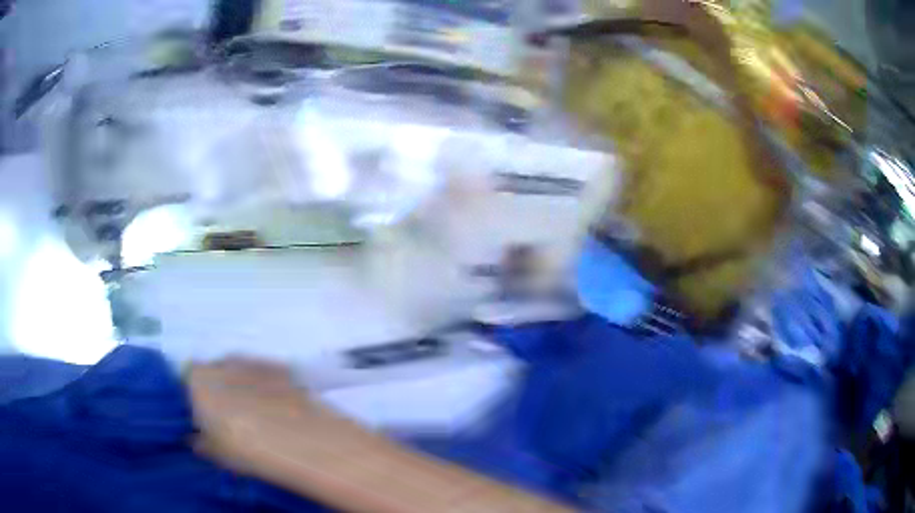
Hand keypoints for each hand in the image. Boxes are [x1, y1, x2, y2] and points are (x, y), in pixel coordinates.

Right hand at [186, 358, 339, 473]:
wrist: (298, 440)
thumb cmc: (245, 448)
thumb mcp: (215, 453)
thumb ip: (200, 442)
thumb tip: (197, 439)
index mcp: (198, 379)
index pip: (188, 380)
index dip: (195, 398)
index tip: (204, 418)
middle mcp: (222, 362)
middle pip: (215, 373)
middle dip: (220, 391)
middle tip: (231, 419)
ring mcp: (253, 361)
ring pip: (241, 372)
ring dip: (244, 388)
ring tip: (259, 417)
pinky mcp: (282, 367)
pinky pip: (267, 375)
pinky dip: (269, 387)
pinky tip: (280, 409)